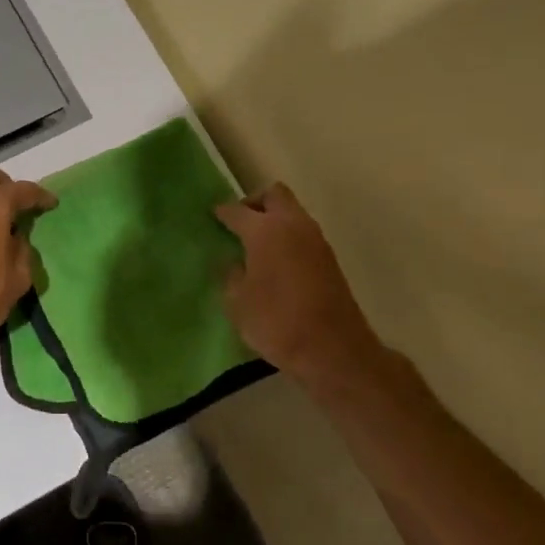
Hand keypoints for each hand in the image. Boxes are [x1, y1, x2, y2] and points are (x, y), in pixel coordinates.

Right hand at [215, 183, 381, 380]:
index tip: (212, 217)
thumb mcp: (238, 303)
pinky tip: (275, 263)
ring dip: (274, 220)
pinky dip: (287, 238)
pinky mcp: (329, 259)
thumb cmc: (276, 323)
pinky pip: (302, 234)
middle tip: (239, 224)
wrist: (332, 349)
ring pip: (292, 213)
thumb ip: (231, 276)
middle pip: (274, 195)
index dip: (222, 213)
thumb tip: (234, 263)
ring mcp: (316, 240)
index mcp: (265, 231)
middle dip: (254, 203)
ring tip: (255, 246)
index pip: (237, 211)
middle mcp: (293, 225)